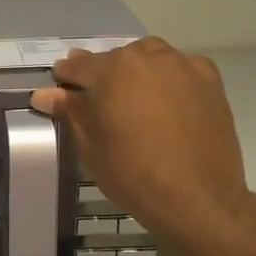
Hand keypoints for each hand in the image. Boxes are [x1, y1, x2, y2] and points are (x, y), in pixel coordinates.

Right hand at [31, 38, 250, 248]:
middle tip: (99, 99)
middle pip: (116, 58)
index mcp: (113, 69)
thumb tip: (44, 94)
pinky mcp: (210, 80)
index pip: (79, 65)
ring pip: (150, 58)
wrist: (198, 198)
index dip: (66, 76)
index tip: (61, 86)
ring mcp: (183, 65)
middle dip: (103, 74)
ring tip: (133, 98)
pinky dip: (168, 78)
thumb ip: (70, 111)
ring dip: (136, 72)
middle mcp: (148, 56)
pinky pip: (180, 69)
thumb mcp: (90, 145)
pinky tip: (167, 101)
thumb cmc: (133, 174)